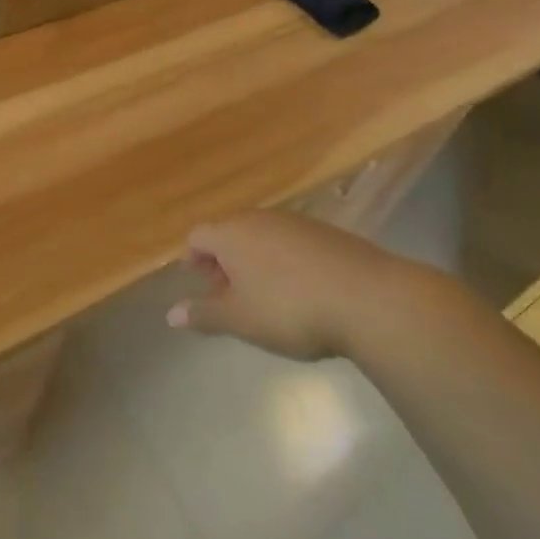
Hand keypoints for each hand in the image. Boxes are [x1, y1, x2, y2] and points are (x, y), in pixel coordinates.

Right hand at [167, 210, 411, 360]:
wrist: (368, 299)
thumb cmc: (290, 309)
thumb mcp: (241, 320)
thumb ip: (204, 315)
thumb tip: (171, 314)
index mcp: (230, 234)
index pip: (197, 236)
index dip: (193, 260)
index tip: (203, 288)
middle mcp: (258, 218)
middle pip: (228, 233)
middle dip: (224, 262)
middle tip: (233, 297)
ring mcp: (294, 221)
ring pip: (260, 236)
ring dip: (255, 261)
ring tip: (268, 298)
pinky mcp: (325, 232)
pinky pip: (290, 242)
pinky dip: (285, 261)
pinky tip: (302, 291)